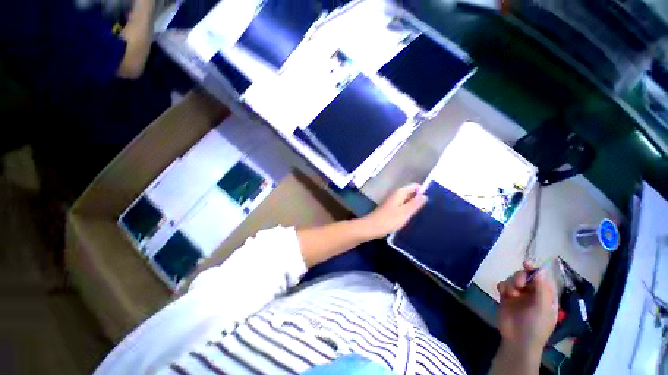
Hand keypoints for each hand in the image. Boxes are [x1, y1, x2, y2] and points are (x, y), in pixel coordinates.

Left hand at [360, 183, 427, 239]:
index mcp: (400, 192)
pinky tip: (414, 218)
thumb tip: (425, 195)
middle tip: (432, 208)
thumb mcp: (405, 212)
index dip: (424, 191)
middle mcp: (396, 195)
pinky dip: (408, 210)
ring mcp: (392, 202)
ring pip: (407, 201)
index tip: (434, 200)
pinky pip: (402, 207)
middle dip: (420, 199)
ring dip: (414, 206)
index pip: (415, 186)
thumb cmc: (389, 220)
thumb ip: (415, 203)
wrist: (371, 228)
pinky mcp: (390, 210)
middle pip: (411, 193)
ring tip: (426, 214)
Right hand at [496, 261, 557, 354]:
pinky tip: (503, 293)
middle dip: (520, 277)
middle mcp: (531, 293)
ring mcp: (518, 295)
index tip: (526, 263)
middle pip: (525, 276)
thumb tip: (540, 270)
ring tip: (511, 294)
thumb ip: (542, 288)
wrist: (518, 339)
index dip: (534, 269)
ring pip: (512, 279)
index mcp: (545, 295)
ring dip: (511, 283)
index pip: (541, 278)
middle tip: (519, 285)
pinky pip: (502, 285)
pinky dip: (502, 286)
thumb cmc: (536, 325)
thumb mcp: (543, 308)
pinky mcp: (505, 297)